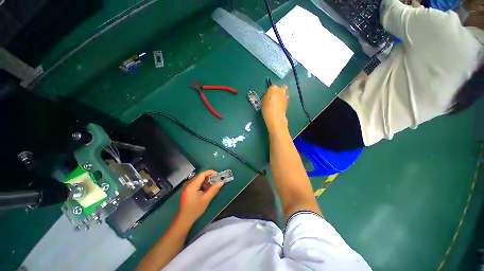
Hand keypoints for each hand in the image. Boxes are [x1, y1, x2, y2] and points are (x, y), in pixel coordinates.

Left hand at [179, 170, 223, 222]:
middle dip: (209, 177)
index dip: (210, 172)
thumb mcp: (206, 199)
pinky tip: (206, 189)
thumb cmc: (195, 209)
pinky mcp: (187, 189)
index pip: (202, 174)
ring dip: (206, 180)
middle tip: (216, 181)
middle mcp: (188, 184)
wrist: (184, 219)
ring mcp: (187, 186)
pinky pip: (196, 182)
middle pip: (200, 176)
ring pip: (198, 179)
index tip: (218, 175)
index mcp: (192, 185)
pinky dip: (202, 183)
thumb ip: (214, 189)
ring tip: (212, 186)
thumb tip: (222, 181)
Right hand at [262, 85, 288, 131]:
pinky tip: (279, 106)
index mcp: (273, 88)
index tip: (267, 96)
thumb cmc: (266, 108)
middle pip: (281, 88)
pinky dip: (283, 101)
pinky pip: (285, 99)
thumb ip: (266, 97)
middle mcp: (280, 90)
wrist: (275, 116)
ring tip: (277, 102)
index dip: (269, 92)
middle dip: (278, 91)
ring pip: (284, 93)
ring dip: (282, 96)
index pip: (271, 87)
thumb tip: (268, 97)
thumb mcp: (263, 101)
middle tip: (274, 97)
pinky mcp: (288, 102)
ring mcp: (285, 96)